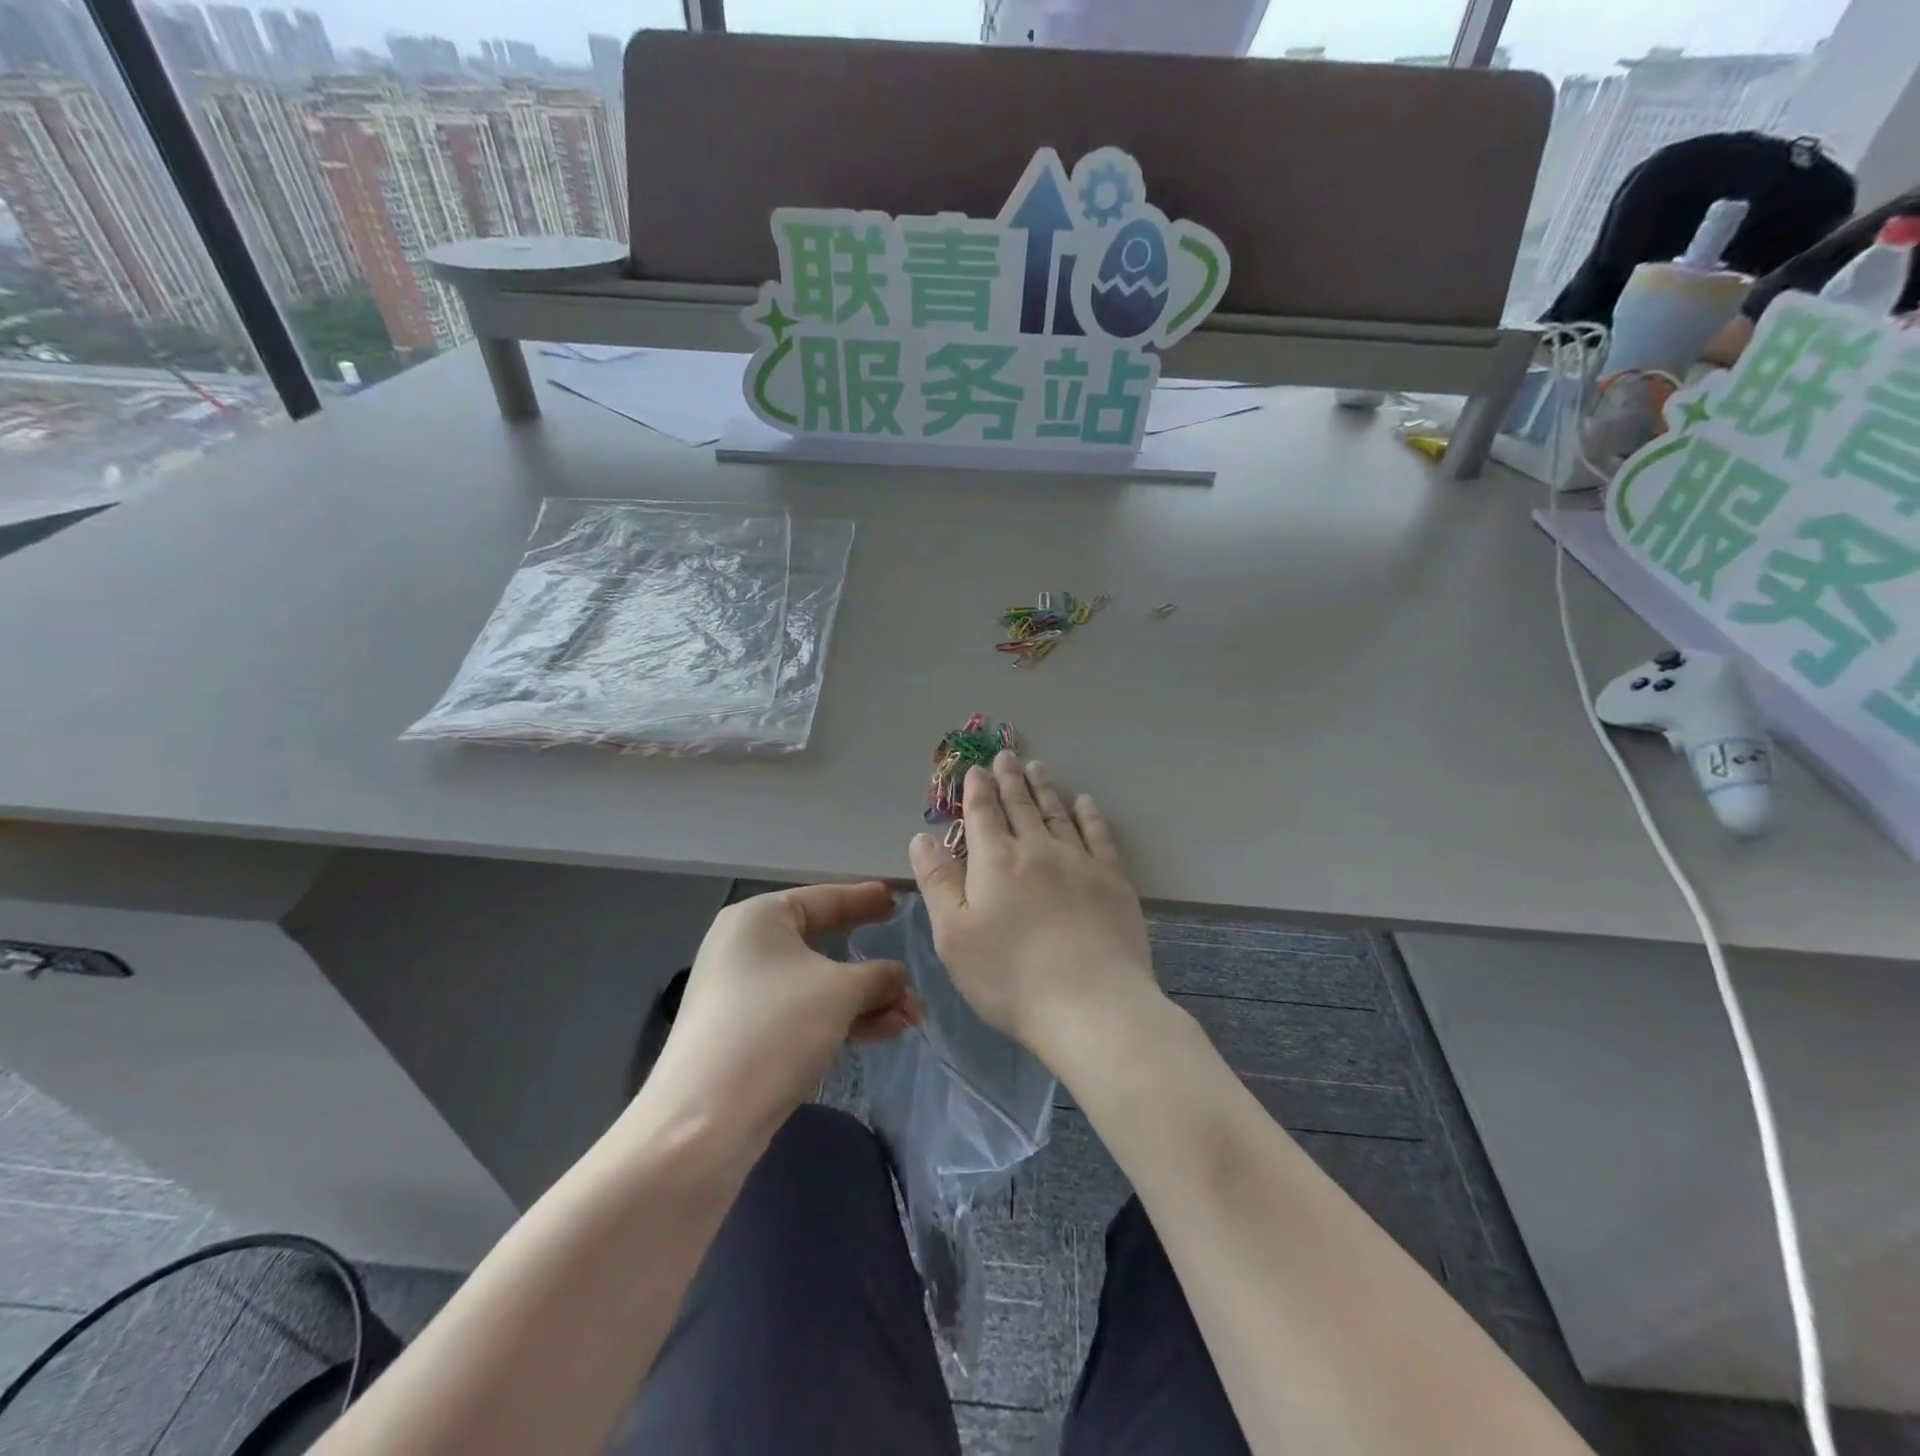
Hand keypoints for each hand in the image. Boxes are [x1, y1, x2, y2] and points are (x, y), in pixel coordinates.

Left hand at [639, 883, 919, 1139]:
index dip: (865, 899)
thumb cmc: (775, 1029)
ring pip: (817, 985)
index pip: (825, 898)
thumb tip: (898, 977)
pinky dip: (841, 1019)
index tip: (898, 898)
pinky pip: (803, 1014)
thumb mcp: (841, 992)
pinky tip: (883, 1033)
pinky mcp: (745, 1035)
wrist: (703, 1123)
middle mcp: (745, 948)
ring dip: (865, 999)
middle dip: (872, 966)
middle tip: (909, 963)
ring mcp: (742, 994)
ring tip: (910, 1016)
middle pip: (823, 943)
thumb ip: (879, 976)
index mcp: (759, 918)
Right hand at [909, 752, 1157, 1059]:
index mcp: (995, 861)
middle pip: (1020, 805)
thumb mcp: (954, 936)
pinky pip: (1098, 834)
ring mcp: (1079, 861)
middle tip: (1007, 755)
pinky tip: (1085, 802)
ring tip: (1039, 767)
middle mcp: (1037, 849)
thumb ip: (937, 882)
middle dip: (1010, 779)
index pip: (982, 814)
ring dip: (1045, 788)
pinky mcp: (1113, 880)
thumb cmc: (1009, 977)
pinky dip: (1089, 814)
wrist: (1091, 1005)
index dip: (977, 789)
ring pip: (1057, 813)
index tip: (977, 768)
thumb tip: (922, 837)